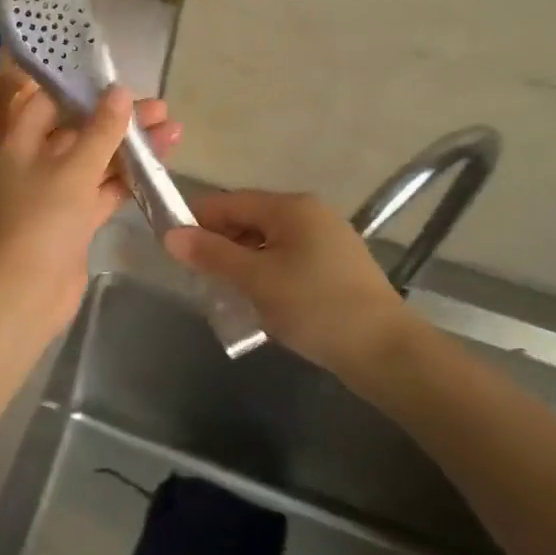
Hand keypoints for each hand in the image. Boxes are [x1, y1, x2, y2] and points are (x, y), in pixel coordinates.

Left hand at [0, 83, 178, 341]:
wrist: (27, 292)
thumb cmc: (42, 220)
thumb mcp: (73, 168)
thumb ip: (100, 130)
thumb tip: (120, 92)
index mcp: (21, 142)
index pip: (49, 101)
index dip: (82, 88)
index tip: (118, 78)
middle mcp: (36, 162)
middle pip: (79, 130)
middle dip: (118, 119)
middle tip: (160, 108)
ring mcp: (57, 193)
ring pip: (97, 161)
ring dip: (130, 147)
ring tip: (173, 130)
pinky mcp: (75, 219)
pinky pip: (103, 189)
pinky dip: (129, 178)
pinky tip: (160, 164)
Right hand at [163, 190, 414, 383]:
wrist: (386, 352)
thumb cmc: (315, 306)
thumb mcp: (255, 280)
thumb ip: (211, 255)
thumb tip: (169, 235)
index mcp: (291, 208)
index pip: (230, 202)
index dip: (196, 219)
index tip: (170, 245)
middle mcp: (310, 215)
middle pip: (249, 220)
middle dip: (218, 244)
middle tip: (194, 274)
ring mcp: (326, 241)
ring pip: (266, 243)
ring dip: (240, 262)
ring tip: (220, 291)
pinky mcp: (334, 268)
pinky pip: (285, 260)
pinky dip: (264, 274)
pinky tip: (254, 300)